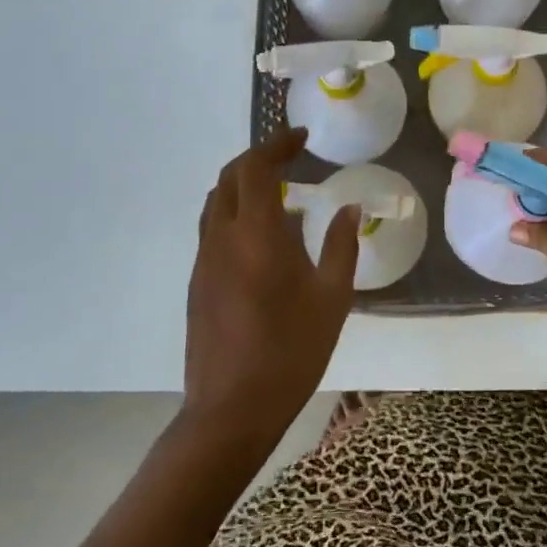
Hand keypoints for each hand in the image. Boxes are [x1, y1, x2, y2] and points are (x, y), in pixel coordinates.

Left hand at [183, 128, 359, 444]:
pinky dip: (235, 213)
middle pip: (229, 177)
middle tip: (292, 157)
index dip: (276, 144)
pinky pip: (213, 229)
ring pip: (216, 202)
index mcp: (256, 234)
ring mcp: (204, 261)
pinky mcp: (197, 283)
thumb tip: (348, 208)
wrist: (232, 409)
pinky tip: (263, 238)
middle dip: (258, 158)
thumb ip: (341, 246)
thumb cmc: (291, 351)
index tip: (302, 138)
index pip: (255, 167)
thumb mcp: (332, 298)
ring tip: (279, 192)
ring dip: (243, 184)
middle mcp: (222, 238)